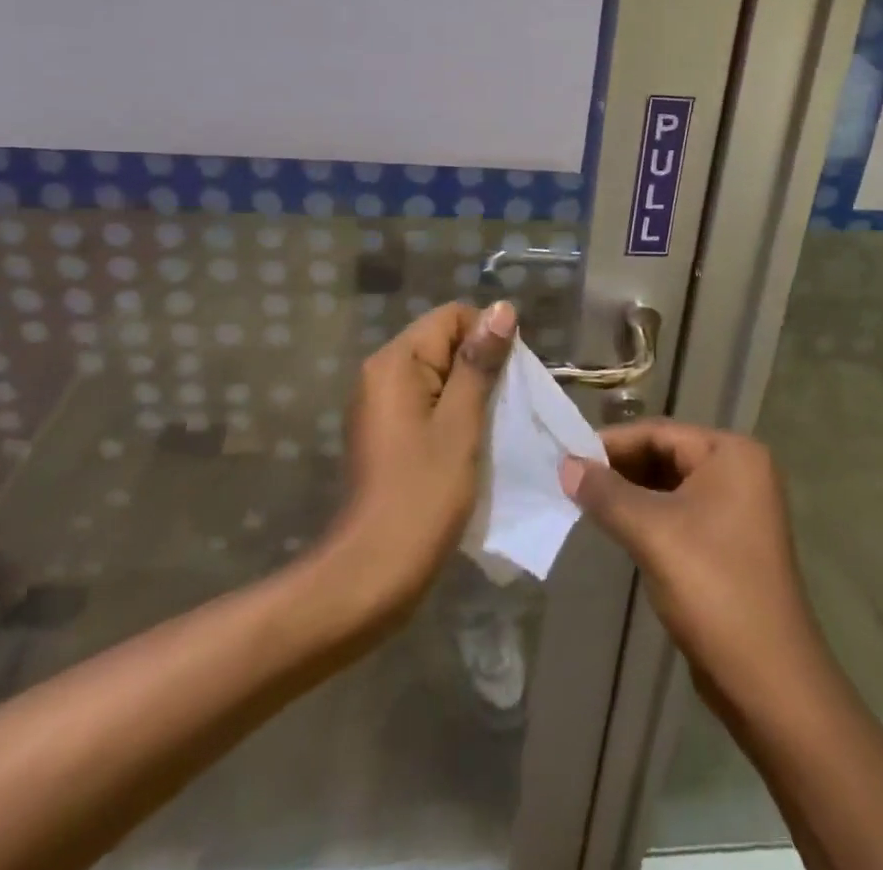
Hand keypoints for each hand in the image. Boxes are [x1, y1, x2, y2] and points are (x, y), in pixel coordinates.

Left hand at [330, 300, 515, 610]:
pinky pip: (425, 402)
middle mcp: (380, 372)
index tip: (510, 378)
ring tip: (492, 427)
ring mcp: (379, 403)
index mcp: (395, 362)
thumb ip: (479, 363)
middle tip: (506, 407)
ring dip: (469, 393)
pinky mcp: (384, 431)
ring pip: (437, 375)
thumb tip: (501, 308)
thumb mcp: (461, 424)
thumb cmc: (423, 494)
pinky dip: (451, 413)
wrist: (372, 573)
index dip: (487, 337)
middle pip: (443, 342)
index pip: (451, 317)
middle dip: (480, 366)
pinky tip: (469, 444)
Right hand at [560, 422, 818, 694]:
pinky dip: (648, 516)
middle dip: (619, 469)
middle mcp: (740, 471)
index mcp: (732, 454)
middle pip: (666, 455)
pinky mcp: (730, 543)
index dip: (611, 443)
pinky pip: (680, 513)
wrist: (769, 682)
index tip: (567, 456)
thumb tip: (565, 466)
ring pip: (671, 486)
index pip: (660, 432)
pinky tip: (617, 528)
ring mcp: (738, 509)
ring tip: (585, 502)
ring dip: (630, 493)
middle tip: (571, 480)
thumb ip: (606, 494)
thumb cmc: (713, 589)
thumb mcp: (652, 533)